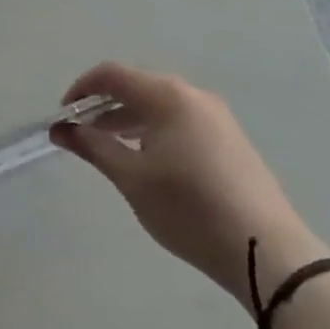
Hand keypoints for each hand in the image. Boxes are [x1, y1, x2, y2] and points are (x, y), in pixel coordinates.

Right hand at [52, 63, 329, 311]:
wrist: (269, 254)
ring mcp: (217, 117)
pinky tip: (147, 161)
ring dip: (128, 119)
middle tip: (82, 134)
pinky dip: (153, 130)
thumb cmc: (189, 209)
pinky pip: (179, 120)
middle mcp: (193, 95)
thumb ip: (92, 146)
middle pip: (136, 86)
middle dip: (103, 105)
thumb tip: (60, 129)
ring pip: (159, 105)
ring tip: (110, 149)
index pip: (111, 75)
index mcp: (167, 96)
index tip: (63, 117)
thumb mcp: (131, 178)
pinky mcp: (231, 140)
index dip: (81, 90)